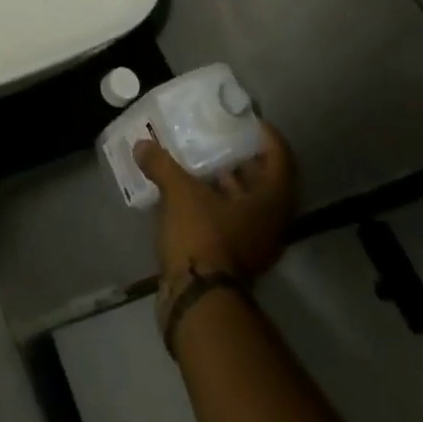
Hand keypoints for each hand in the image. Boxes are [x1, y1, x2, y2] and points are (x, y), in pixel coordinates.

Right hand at [135, 122, 295, 284]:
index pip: (280, 160)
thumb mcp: (179, 191)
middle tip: (222, 137)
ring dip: (228, 183)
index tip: (248, 121)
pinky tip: (189, 192)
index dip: (267, 138)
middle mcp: (270, 223)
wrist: (198, 300)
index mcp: (270, 202)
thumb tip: (142, 145)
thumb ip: (162, 164)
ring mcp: (254, 244)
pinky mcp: (234, 259)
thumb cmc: (202, 235)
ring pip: (247, 204)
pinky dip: (215, 203)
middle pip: (265, 182)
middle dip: (244, 159)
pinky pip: (231, 220)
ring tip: (201, 161)